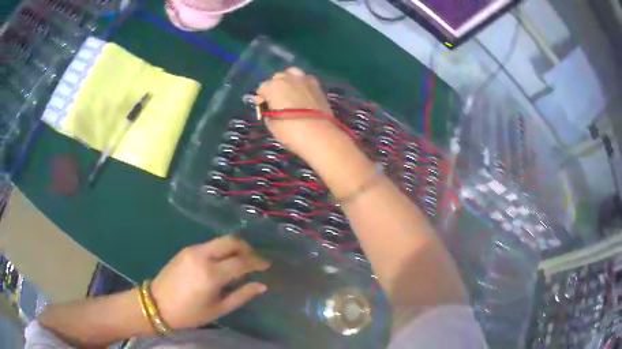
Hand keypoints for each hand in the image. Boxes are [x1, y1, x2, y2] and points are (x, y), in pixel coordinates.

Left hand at [150, 235, 269, 330]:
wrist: (157, 305)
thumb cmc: (189, 313)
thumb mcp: (218, 309)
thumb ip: (241, 295)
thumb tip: (261, 285)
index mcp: (211, 274)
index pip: (241, 261)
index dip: (257, 262)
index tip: (267, 266)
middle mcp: (202, 256)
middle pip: (231, 241)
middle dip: (247, 248)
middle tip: (255, 260)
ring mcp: (192, 250)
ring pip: (220, 240)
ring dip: (234, 247)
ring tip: (241, 262)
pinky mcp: (185, 249)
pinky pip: (209, 245)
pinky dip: (221, 250)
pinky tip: (223, 263)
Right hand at [255, 67, 345, 157]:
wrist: (320, 135)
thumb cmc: (290, 132)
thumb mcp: (271, 124)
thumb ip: (266, 110)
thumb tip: (265, 104)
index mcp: (273, 86)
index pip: (262, 88)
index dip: (262, 98)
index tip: (264, 108)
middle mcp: (287, 78)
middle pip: (277, 78)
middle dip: (275, 88)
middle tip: (277, 102)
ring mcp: (304, 79)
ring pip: (292, 74)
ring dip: (288, 81)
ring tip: (290, 94)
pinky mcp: (317, 85)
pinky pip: (305, 79)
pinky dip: (302, 84)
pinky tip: (303, 95)